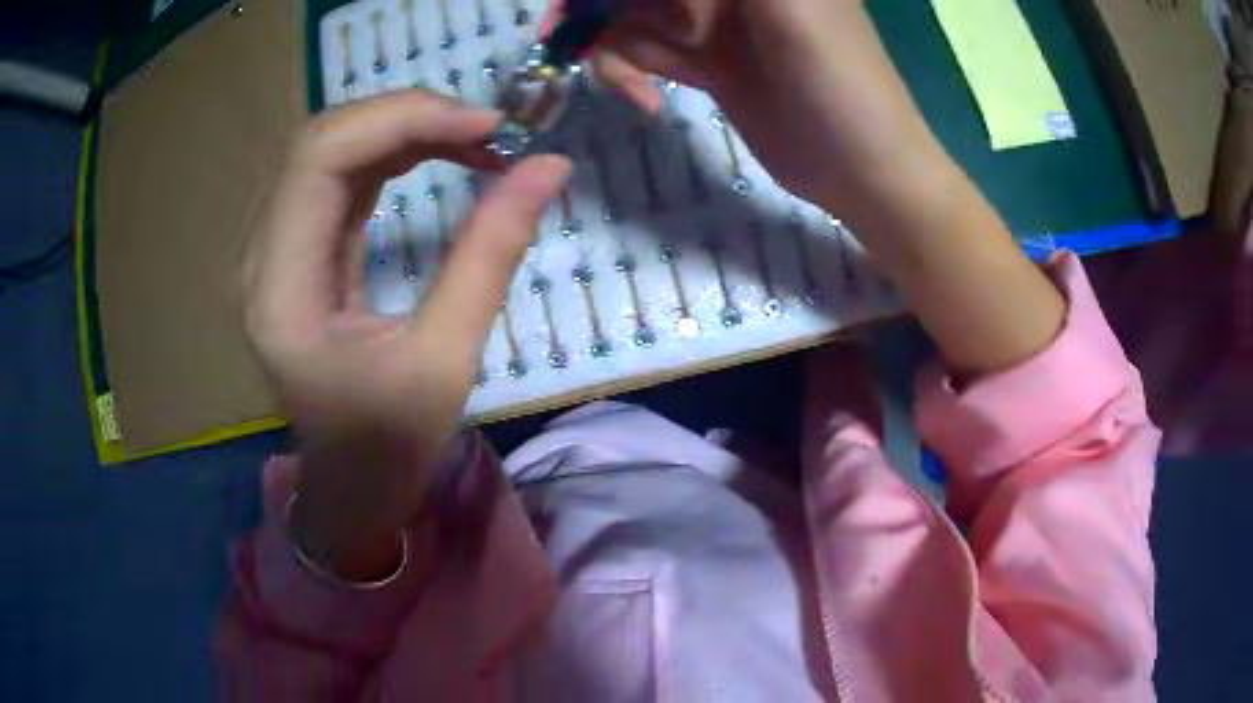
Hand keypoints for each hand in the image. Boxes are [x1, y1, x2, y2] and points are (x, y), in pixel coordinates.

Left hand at [241, 91, 570, 579]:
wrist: (349, 487)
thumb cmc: (387, 446)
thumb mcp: (445, 362)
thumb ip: (491, 255)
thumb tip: (551, 168)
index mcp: (281, 290)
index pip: (319, 157)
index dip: (402, 120)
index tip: (488, 127)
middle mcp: (264, 256)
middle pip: (322, 140)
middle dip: (409, 117)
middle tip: (490, 130)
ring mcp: (277, 249)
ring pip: (333, 148)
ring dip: (405, 129)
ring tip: (478, 140)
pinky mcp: (300, 250)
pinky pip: (342, 176)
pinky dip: (395, 154)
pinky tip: (442, 155)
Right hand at [583, 0, 1064, 374]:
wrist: (862, 171)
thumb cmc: (840, 83)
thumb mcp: (789, 7)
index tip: (581, 7)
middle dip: (599, 7)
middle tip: (563, 38)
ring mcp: (715, 23)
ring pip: (634, 15)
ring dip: (613, 45)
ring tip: (633, 87)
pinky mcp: (708, 62)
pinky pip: (647, 50)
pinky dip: (628, 70)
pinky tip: (644, 101)